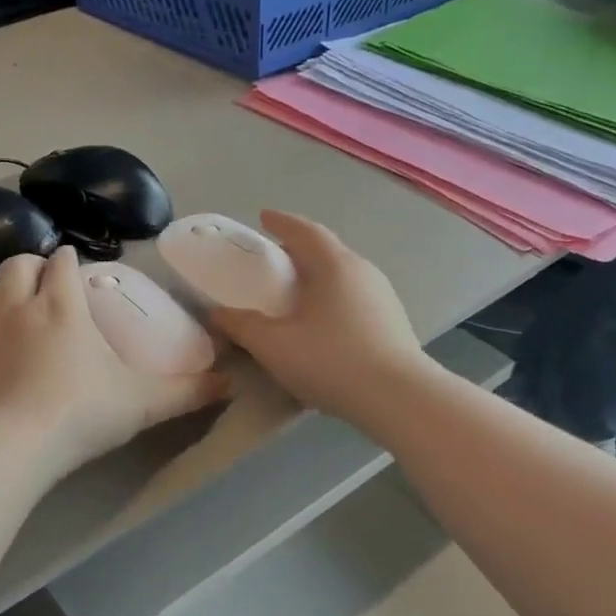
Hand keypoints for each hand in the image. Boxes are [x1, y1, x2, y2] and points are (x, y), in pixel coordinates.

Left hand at [0, 245, 228, 477]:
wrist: (15, 446)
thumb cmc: (84, 413)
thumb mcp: (144, 403)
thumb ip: (187, 391)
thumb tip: (231, 384)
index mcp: (62, 307)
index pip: (62, 262)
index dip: (70, 261)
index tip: (78, 271)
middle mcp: (18, 308)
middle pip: (17, 264)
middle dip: (31, 267)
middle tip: (45, 286)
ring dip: (0, 295)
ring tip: (15, 315)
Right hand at [206, 212, 430, 425]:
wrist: (398, 398)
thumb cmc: (332, 362)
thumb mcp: (275, 346)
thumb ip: (242, 326)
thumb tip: (217, 313)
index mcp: (334, 265)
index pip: (305, 231)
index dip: (281, 222)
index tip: (263, 217)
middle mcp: (363, 271)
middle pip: (326, 251)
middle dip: (298, 251)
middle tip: (274, 260)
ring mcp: (383, 297)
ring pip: (343, 276)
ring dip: (318, 277)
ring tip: (296, 293)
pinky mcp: (393, 322)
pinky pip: (354, 299)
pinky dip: (332, 299)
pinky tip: (323, 323)